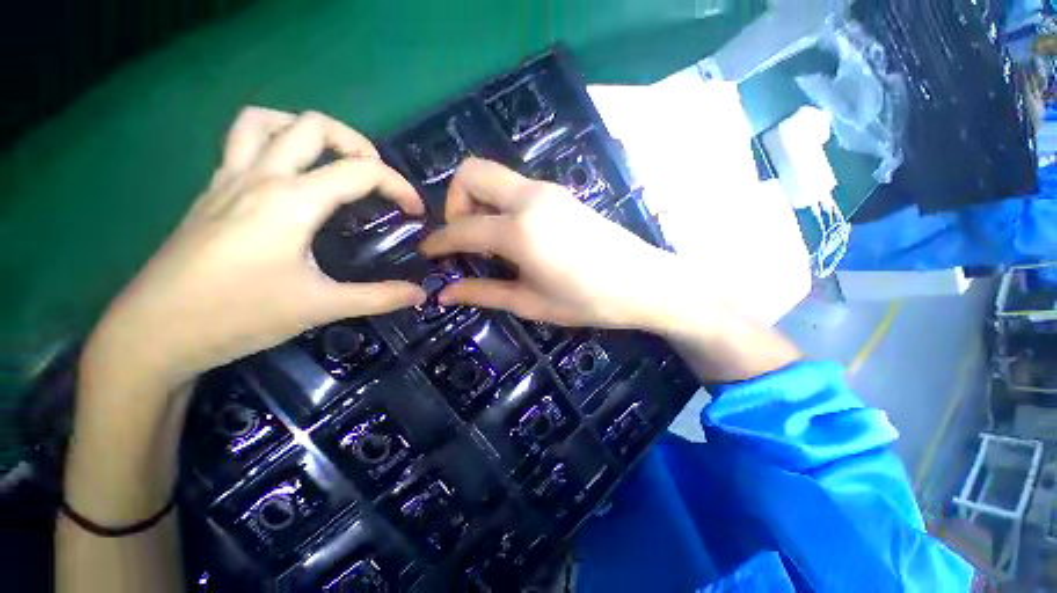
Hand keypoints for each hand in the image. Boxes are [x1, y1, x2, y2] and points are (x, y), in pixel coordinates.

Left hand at [82, 108, 426, 391]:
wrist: (154, 333)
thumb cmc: (238, 315)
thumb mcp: (320, 307)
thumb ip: (378, 298)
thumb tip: (420, 294)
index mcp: (291, 200)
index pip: (361, 171)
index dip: (399, 186)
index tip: (416, 212)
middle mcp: (259, 176)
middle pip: (313, 125)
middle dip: (357, 143)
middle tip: (376, 177)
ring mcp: (227, 180)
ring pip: (265, 121)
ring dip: (305, 131)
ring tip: (330, 161)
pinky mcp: (211, 194)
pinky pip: (242, 144)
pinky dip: (274, 144)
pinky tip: (288, 180)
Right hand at [421, 158, 677, 329]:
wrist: (643, 283)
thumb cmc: (587, 300)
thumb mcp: (530, 302)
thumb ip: (483, 293)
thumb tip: (444, 293)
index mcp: (519, 230)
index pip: (461, 228)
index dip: (439, 242)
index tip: (428, 254)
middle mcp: (529, 198)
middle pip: (472, 172)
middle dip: (455, 202)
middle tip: (465, 239)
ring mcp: (548, 191)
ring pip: (495, 177)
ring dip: (480, 202)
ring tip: (490, 242)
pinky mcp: (561, 193)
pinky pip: (516, 187)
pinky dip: (502, 204)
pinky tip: (514, 236)